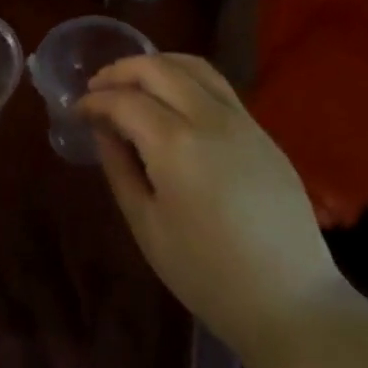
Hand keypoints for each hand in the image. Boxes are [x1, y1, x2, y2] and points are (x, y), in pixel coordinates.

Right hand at [75, 54, 345, 352]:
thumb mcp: (146, 225)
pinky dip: (185, 79)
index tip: (76, 111)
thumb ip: (120, 168)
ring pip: (194, 66)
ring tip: (132, 83)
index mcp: (175, 144)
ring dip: (156, 65)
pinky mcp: (263, 132)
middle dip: (120, 71)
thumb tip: (103, 130)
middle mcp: (210, 118)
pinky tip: (172, 102)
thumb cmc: (206, 273)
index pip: (124, 101)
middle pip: (158, 68)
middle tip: (97, 88)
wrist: (290, 302)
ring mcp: (243, 121)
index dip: (94, 101)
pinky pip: (218, 87)